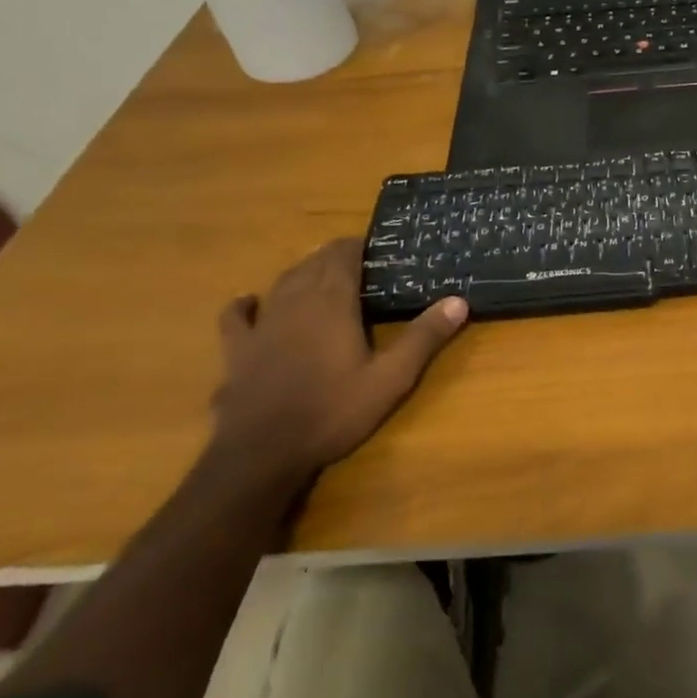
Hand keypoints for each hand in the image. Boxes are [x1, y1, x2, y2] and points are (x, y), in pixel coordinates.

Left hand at [207, 240, 466, 492]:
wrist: (264, 451)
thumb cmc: (334, 410)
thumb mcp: (391, 378)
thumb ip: (423, 337)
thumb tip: (459, 301)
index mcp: (332, 302)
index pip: (343, 256)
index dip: (359, 246)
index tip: (378, 246)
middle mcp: (294, 302)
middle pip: (314, 263)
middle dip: (335, 256)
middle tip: (360, 262)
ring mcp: (262, 324)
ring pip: (282, 283)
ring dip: (302, 273)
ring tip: (320, 274)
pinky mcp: (238, 349)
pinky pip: (237, 316)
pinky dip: (246, 304)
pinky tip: (251, 303)